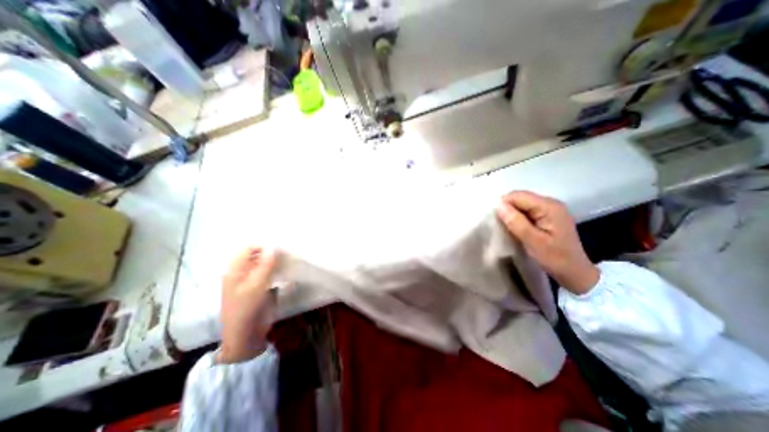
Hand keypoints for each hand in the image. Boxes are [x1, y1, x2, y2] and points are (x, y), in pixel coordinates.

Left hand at [216, 246, 279, 363]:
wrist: (246, 334)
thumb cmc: (247, 308)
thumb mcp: (256, 285)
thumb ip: (266, 264)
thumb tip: (275, 245)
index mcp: (235, 270)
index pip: (250, 248)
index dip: (265, 246)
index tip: (282, 247)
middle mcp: (243, 272)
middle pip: (258, 254)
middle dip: (272, 252)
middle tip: (289, 253)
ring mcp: (252, 279)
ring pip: (265, 263)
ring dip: (277, 260)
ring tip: (291, 259)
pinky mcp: (261, 286)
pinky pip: (270, 272)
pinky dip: (278, 269)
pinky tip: (288, 269)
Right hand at [499, 191, 599, 294]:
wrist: (575, 273)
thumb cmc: (555, 258)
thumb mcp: (533, 242)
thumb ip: (516, 222)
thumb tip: (499, 205)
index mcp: (549, 206)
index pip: (518, 196)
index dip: (504, 205)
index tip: (498, 221)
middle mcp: (550, 203)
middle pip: (520, 198)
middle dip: (508, 209)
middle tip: (503, 226)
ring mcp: (549, 209)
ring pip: (521, 204)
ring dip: (512, 215)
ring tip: (509, 229)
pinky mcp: (547, 216)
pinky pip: (526, 211)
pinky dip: (518, 218)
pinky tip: (517, 229)